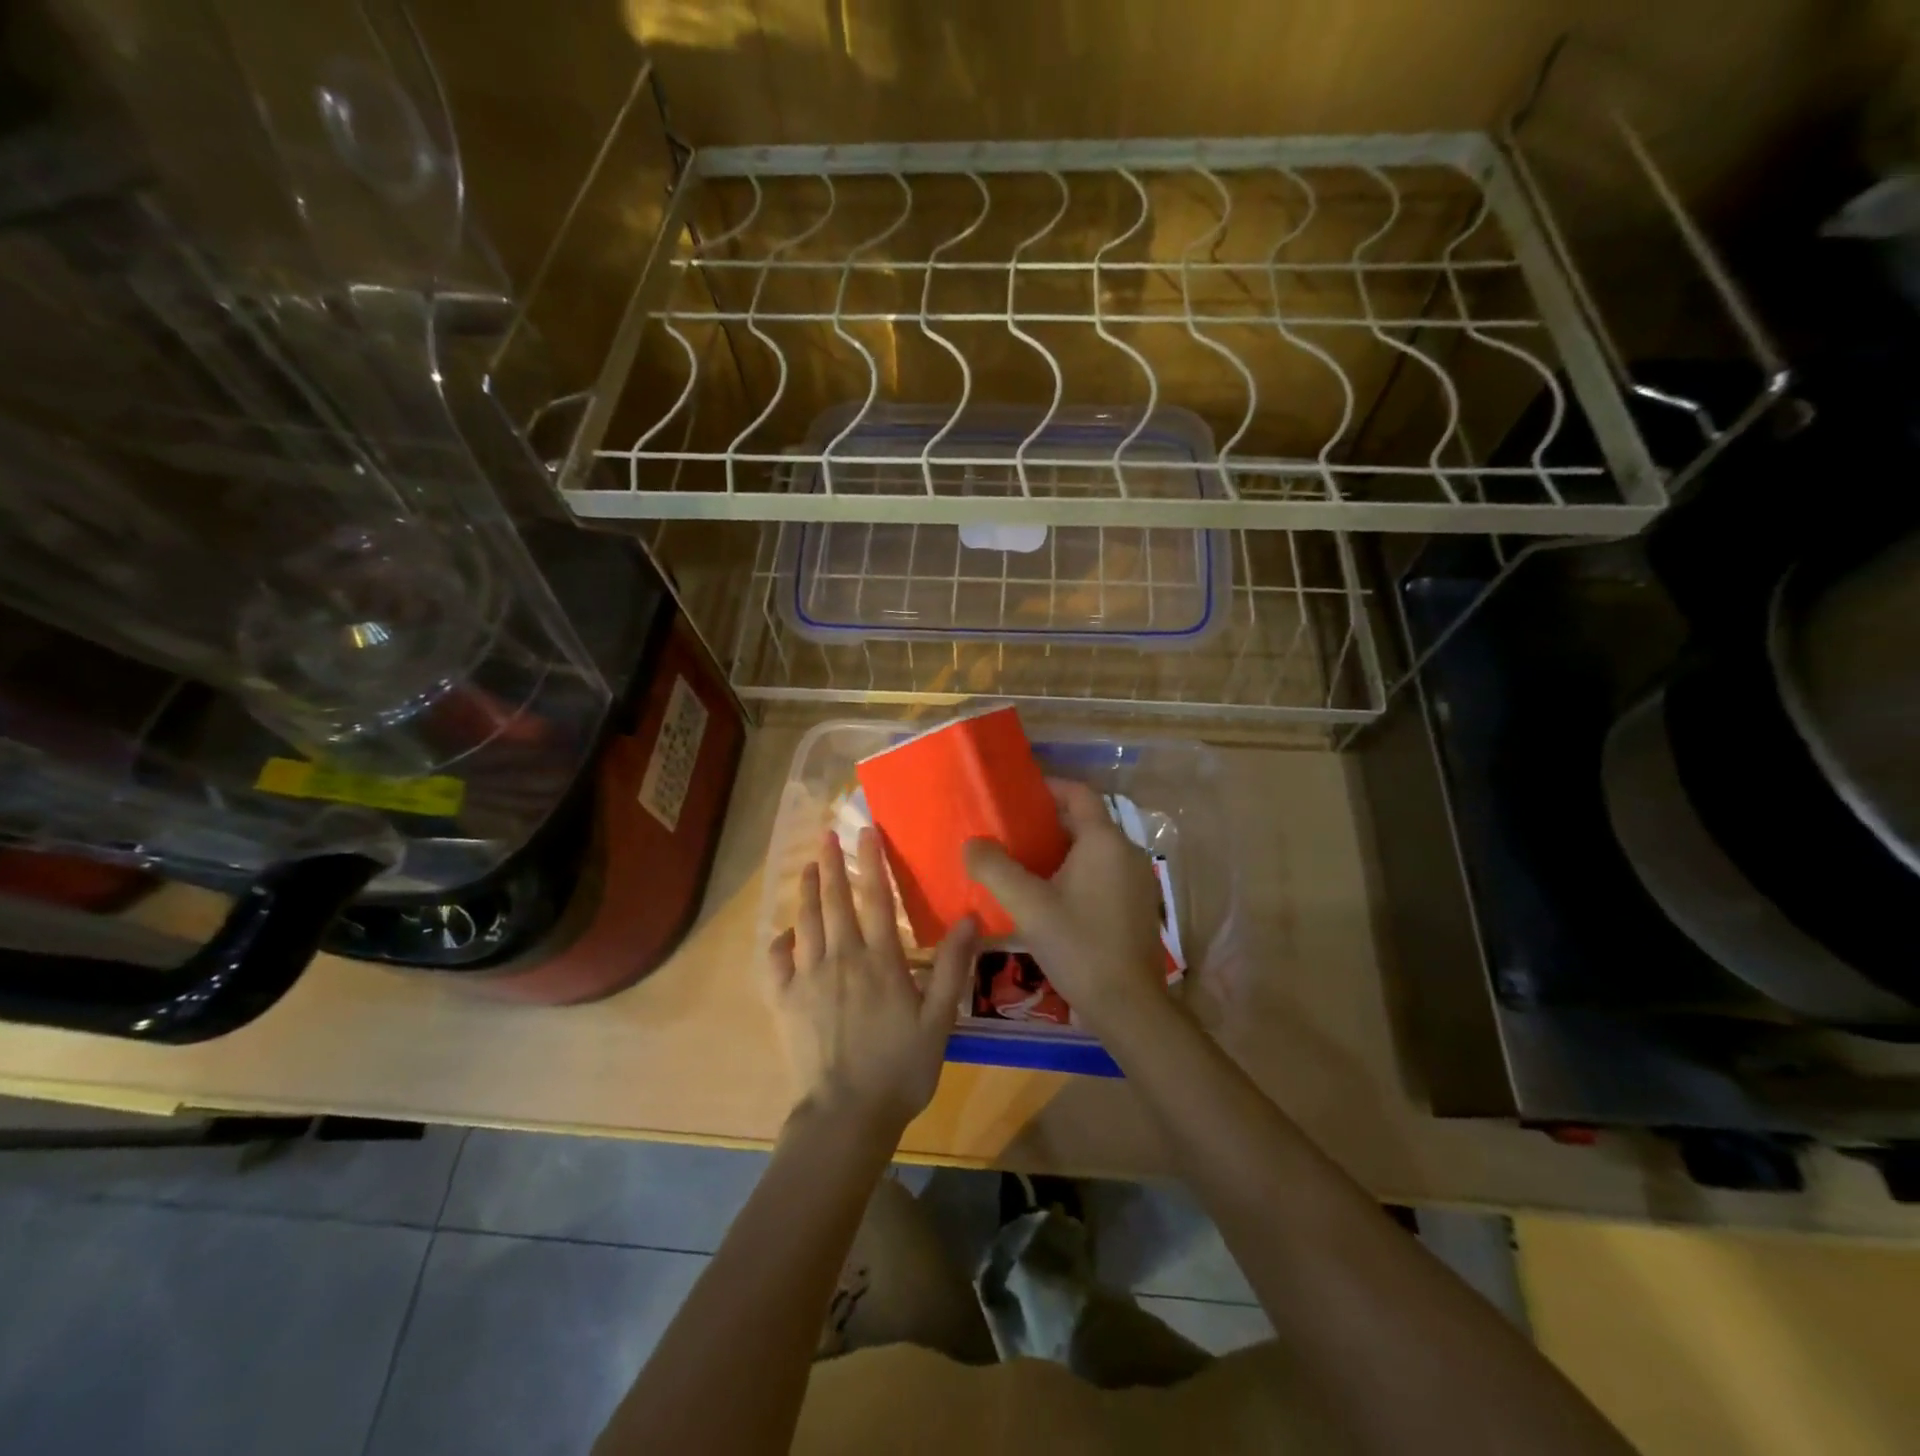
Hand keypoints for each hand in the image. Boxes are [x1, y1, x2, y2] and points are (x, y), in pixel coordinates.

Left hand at [766, 829, 976, 1137]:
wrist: (847, 1115)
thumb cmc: (900, 1068)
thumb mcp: (939, 1020)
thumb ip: (952, 967)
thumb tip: (970, 917)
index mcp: (880, 961)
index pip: (877, 899)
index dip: (872, 862)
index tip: (867, 832)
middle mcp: (842, 959)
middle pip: (836, 902)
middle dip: (832, 865)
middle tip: (826, 835)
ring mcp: (809, 979)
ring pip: (806, 924)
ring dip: (807, 892)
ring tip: (808, 867)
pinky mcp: (786, 1002)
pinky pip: (778, 963)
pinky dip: (780, 943)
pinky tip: (784, 933)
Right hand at [962, 779, 1172, 1039]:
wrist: (1128, 1005)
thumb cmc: (1079, 946)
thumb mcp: (1028, 906)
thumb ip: (995, 869)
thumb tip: (972, 843)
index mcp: (1104, 841)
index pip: (1078, 793)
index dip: (1048, 787)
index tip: (1015, 795)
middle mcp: (1126, 852)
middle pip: (1085, 820)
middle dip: (1047, 821)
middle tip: (1008, 830)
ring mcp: (1136, 879)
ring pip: (1093, 849)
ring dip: (1059, 848)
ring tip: (1020, 861)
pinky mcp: (1136, 905)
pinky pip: (1102, 872)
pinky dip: (1075, 870)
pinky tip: (1048, 894)